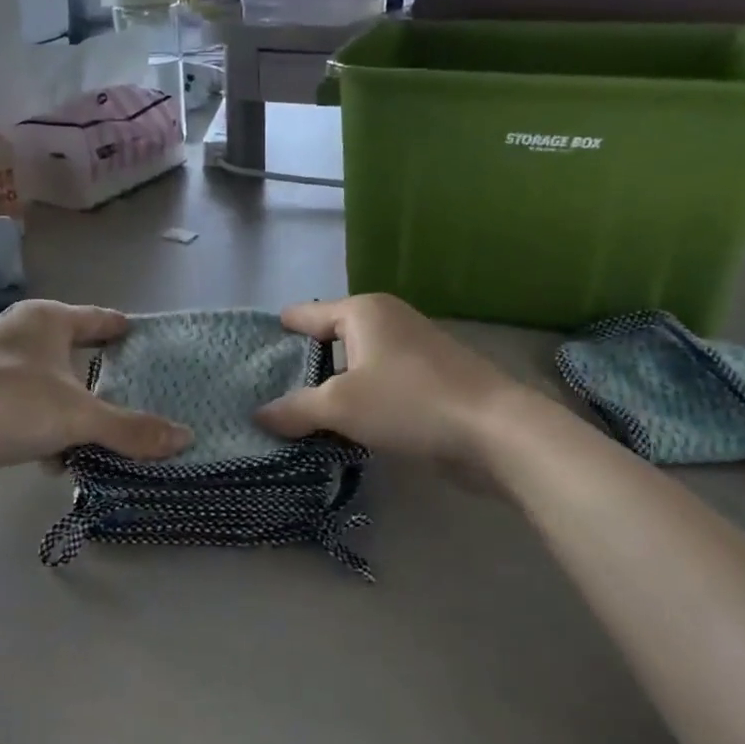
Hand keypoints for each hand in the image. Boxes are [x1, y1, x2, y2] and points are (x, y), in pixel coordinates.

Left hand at [0, 300, 190, 499]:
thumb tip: (186, 438)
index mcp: (45, 320)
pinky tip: (58, 462)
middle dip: (101, 378)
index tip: (146, 338)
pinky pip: (28, 414)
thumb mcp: (79, 417)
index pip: (97, 318)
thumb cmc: (9, 404)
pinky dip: (47, 433)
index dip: (122, 329)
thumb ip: (132, 428)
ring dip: (74, 414)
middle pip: (73, 355)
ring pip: (51, 390)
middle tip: (139, 394)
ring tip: (106, 437)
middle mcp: (19, 336)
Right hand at [256, 294, 536, 467]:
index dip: (279, 332)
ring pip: (356, 367)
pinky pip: (379, 386)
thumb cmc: (408, 402)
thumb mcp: (340, 406)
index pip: (306, 315)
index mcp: (363, 311)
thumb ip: (295, 409)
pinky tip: (342, 429)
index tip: (250, 351)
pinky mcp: (430, 381)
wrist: (494, 431)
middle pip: (331, 340)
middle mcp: (388, 321)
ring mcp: (412, 350)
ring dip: (332, 389)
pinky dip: (359, 402)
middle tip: (267, 393)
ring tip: (297, 416)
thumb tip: (259, 415)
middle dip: (302, 367)